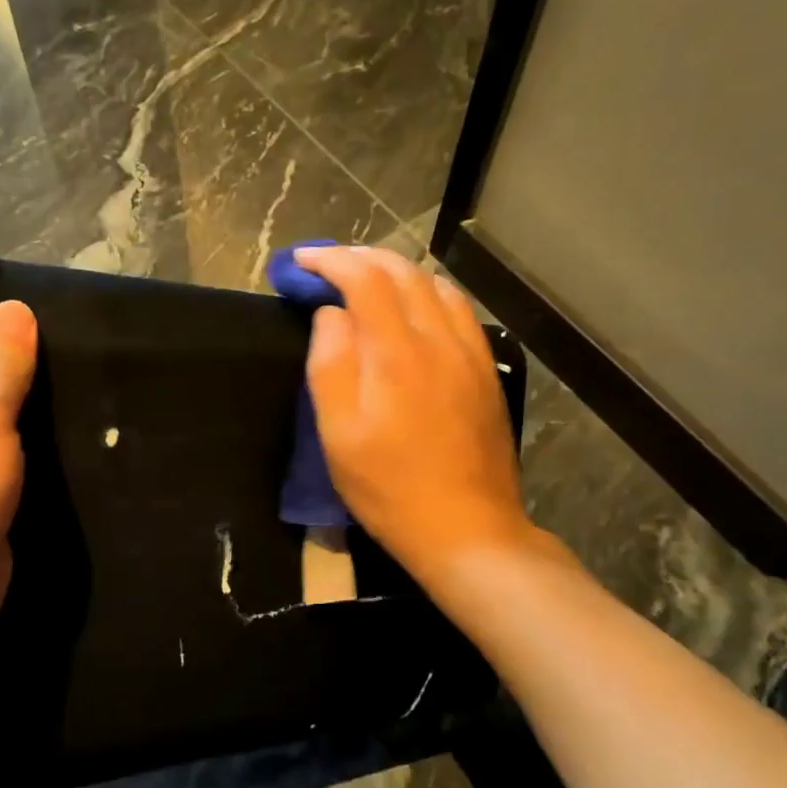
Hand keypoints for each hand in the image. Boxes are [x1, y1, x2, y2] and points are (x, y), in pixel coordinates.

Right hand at [295, 246, 568, 591]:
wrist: (467, 530)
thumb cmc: (390, 488)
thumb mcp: (339, 435)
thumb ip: (331, 363)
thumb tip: (331, 314)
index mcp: (397, 353)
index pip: (364, 279)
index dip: (330, 261)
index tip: (300, 261)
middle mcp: (439, 339)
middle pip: (403, 272)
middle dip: (360, 258)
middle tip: (326, 265)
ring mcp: (470, 353)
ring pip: (436, 285)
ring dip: (396, 270)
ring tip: (366, 279)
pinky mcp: (485, 371)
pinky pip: (459, 310)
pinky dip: (429, 291)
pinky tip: (416, 306)